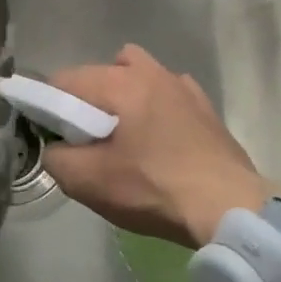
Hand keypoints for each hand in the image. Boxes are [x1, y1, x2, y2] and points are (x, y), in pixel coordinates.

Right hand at [41, 44, 273, 249]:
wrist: (231, 209)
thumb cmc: (153, 189)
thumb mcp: (87, 181)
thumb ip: (55, 158)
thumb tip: (55, 148)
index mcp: (120, 83)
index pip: (64, 80)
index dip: (49, 106)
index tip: (53, 136)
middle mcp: (151, 72)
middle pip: (100, 72)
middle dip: (86, 100)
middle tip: (88, 139)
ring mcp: (183, 87)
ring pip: (138, 73)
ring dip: (123, 96)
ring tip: (125, 134)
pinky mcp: (206, 108)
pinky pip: (168, 93)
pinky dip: (155, 107)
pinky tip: (160, 139)